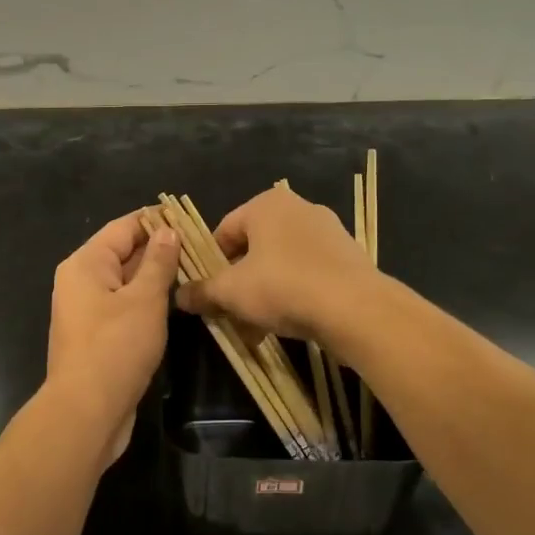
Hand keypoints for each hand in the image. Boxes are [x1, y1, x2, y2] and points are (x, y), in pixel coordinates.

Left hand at [45, 212, 181, 463]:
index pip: (123, 228)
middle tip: (201, 247)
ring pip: (126, 283)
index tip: (190, 219)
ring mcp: (88, 311)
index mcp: (85, 264)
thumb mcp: (144, 299)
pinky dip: (148, 302)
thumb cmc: (116, 348)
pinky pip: (125, 307)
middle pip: (123, 254)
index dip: (155, 221)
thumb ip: (158, 262)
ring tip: (196, 271)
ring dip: (156, 278)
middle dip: (160, 250)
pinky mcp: (98, 337)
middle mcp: (81, 282)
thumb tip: (168, 230)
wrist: (87, 413)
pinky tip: (175, 304)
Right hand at [174, 186, 379, 342]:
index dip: (210, 264)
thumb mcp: (231, 292)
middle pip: (253, 249)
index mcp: (267, 204)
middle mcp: (298, 208)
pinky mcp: (348, 257)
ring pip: (280, 264)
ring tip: (257, 330)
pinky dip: (293, 295)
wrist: (356, 309)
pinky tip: (288, 326)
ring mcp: (328, 232)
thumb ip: (202, 291)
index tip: (208, 294)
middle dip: (239, 284)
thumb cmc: (283, 287)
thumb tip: (178, 295)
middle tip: (231, 315)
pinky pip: (308, 274)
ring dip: (264, 294)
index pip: (224, 231)